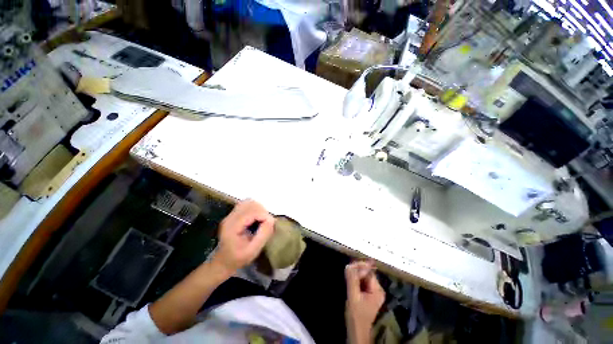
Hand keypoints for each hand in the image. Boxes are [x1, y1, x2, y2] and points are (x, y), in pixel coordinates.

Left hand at [211, 200, 274, 274]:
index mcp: (232, 226)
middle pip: (250, 204)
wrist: (223, 262)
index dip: (264, 216)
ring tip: (262, 221)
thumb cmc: (238, 259)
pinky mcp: (234, 214)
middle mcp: (230, 217)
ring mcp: (231, 215)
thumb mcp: (252, 251)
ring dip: (259, 209)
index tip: (270, 225)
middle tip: (266, 223)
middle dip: (262, 211)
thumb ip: (263, 235)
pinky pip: (247, 205)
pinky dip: (255, 209)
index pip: (252, 212)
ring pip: (249, 202)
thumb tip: (272, 220)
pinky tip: (257, 219)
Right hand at [345, 261, 384, 343]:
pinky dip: (356, 280)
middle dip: (356, 271)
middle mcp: (378, 289)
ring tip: (347, 276)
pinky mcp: (368, 294)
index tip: (349, 267)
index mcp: (378, 289)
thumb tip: (349, 265)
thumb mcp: (353, 296)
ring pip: (363, 277)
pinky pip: (362, 281)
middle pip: (367, 273)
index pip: (369, 271)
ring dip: (355, 275)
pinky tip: (350, 281)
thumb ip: (352, 280)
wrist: (357, 331)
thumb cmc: (356, 315)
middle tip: (347, 271)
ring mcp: (374, 291)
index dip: (359, 267)